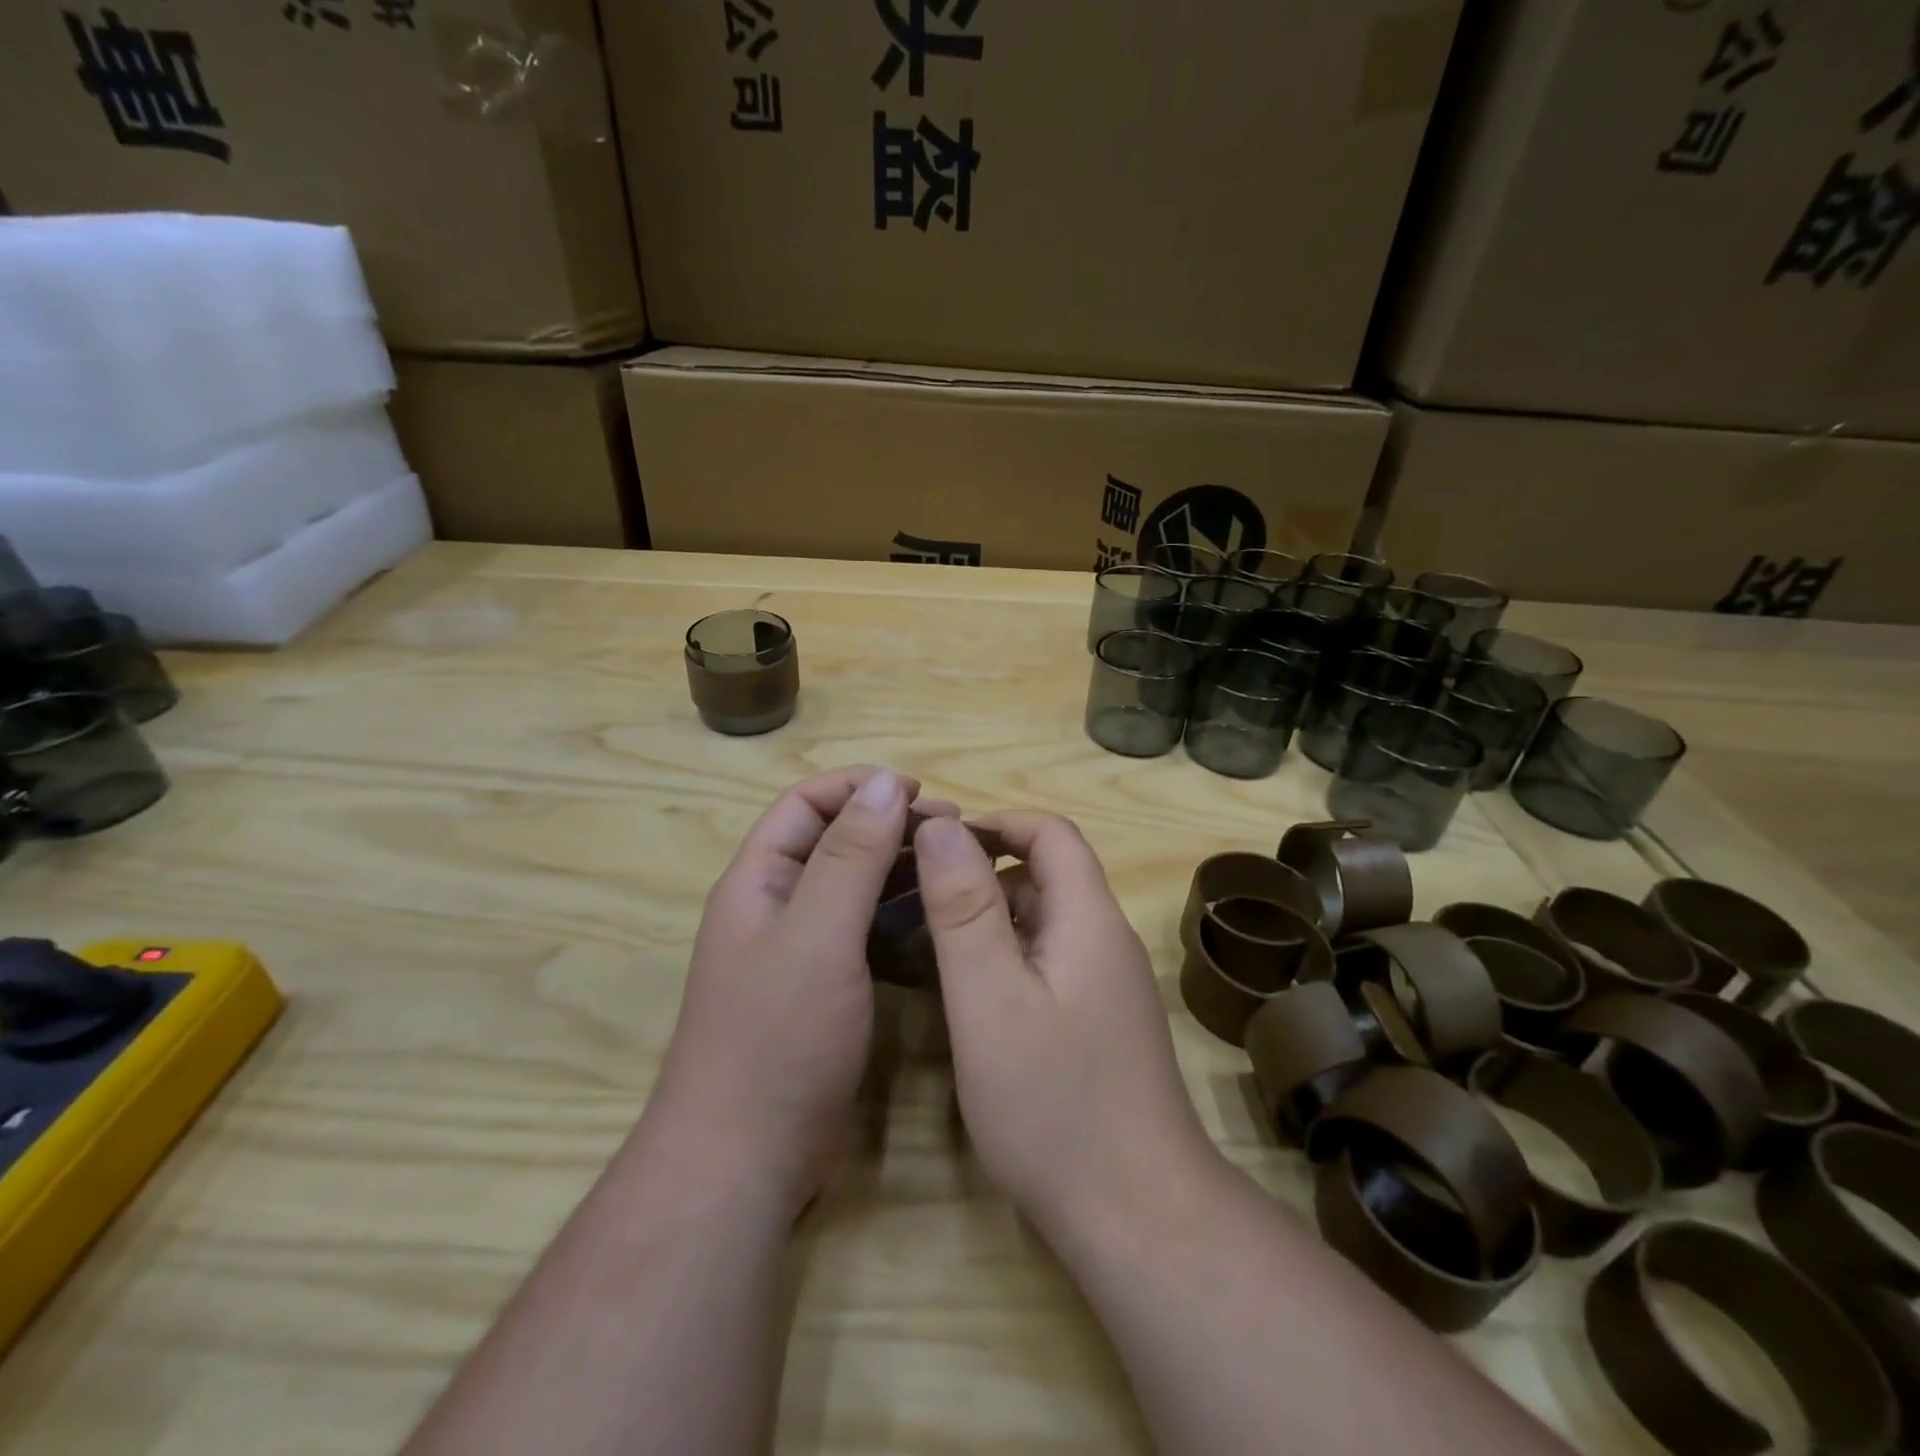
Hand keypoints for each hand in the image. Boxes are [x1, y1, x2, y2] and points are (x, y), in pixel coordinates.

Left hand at [650, 767, 952, 1213]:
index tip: (919, 792)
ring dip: (900, 868)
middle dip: (890, 824)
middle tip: (953, 829)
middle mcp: (778, 906)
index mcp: (760, 880)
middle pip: (835, 840)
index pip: (807, 803)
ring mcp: (802, 951)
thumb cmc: (778, 1036)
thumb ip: (851, 855)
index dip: (859, 786)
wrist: (746, 1159)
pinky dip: (900, 916)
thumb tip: (885, 780)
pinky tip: (938, 919)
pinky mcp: (826, 989)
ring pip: (855, 887)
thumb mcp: (818, 935)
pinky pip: (866, 932)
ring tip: (953, 867)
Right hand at [913, 811, 1220, 1234]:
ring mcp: (1106, 985)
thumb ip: (964, 908)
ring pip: (1045, 921)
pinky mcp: (1099, 1022)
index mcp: (1088, 918)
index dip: (997, 823)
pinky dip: (1007, 957)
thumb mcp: (990, 998)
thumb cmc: (1054, 1104)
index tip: (936, 845)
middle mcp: (1105, 941)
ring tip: (932, 942)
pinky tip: (969, 993)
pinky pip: (1049, 962)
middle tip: (920, 896)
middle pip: (1048, 874)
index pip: (1052, 833)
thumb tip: (940, 826)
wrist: (1136, 1217)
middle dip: (985, 871)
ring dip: (992, 916)